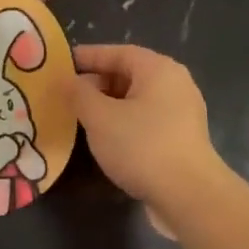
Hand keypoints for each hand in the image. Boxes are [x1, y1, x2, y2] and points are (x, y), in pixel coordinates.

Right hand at [71, 44, 225, 215]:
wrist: (189, 196)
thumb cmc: (142, 147)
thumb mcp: (100, 118)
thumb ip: (79, 94)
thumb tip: (66, 80)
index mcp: (158, 69)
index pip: (117, 52)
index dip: (87, 57)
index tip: (60, 65)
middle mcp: (174, 84)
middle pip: (129, 75)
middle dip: (96, 83)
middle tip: (66, 96)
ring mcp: (181, 113)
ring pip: (136, 101)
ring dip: (108, 106)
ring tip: (80, 118)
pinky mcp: (180, 139)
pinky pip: (145, 121)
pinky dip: (123, 124)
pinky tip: (105, 140)